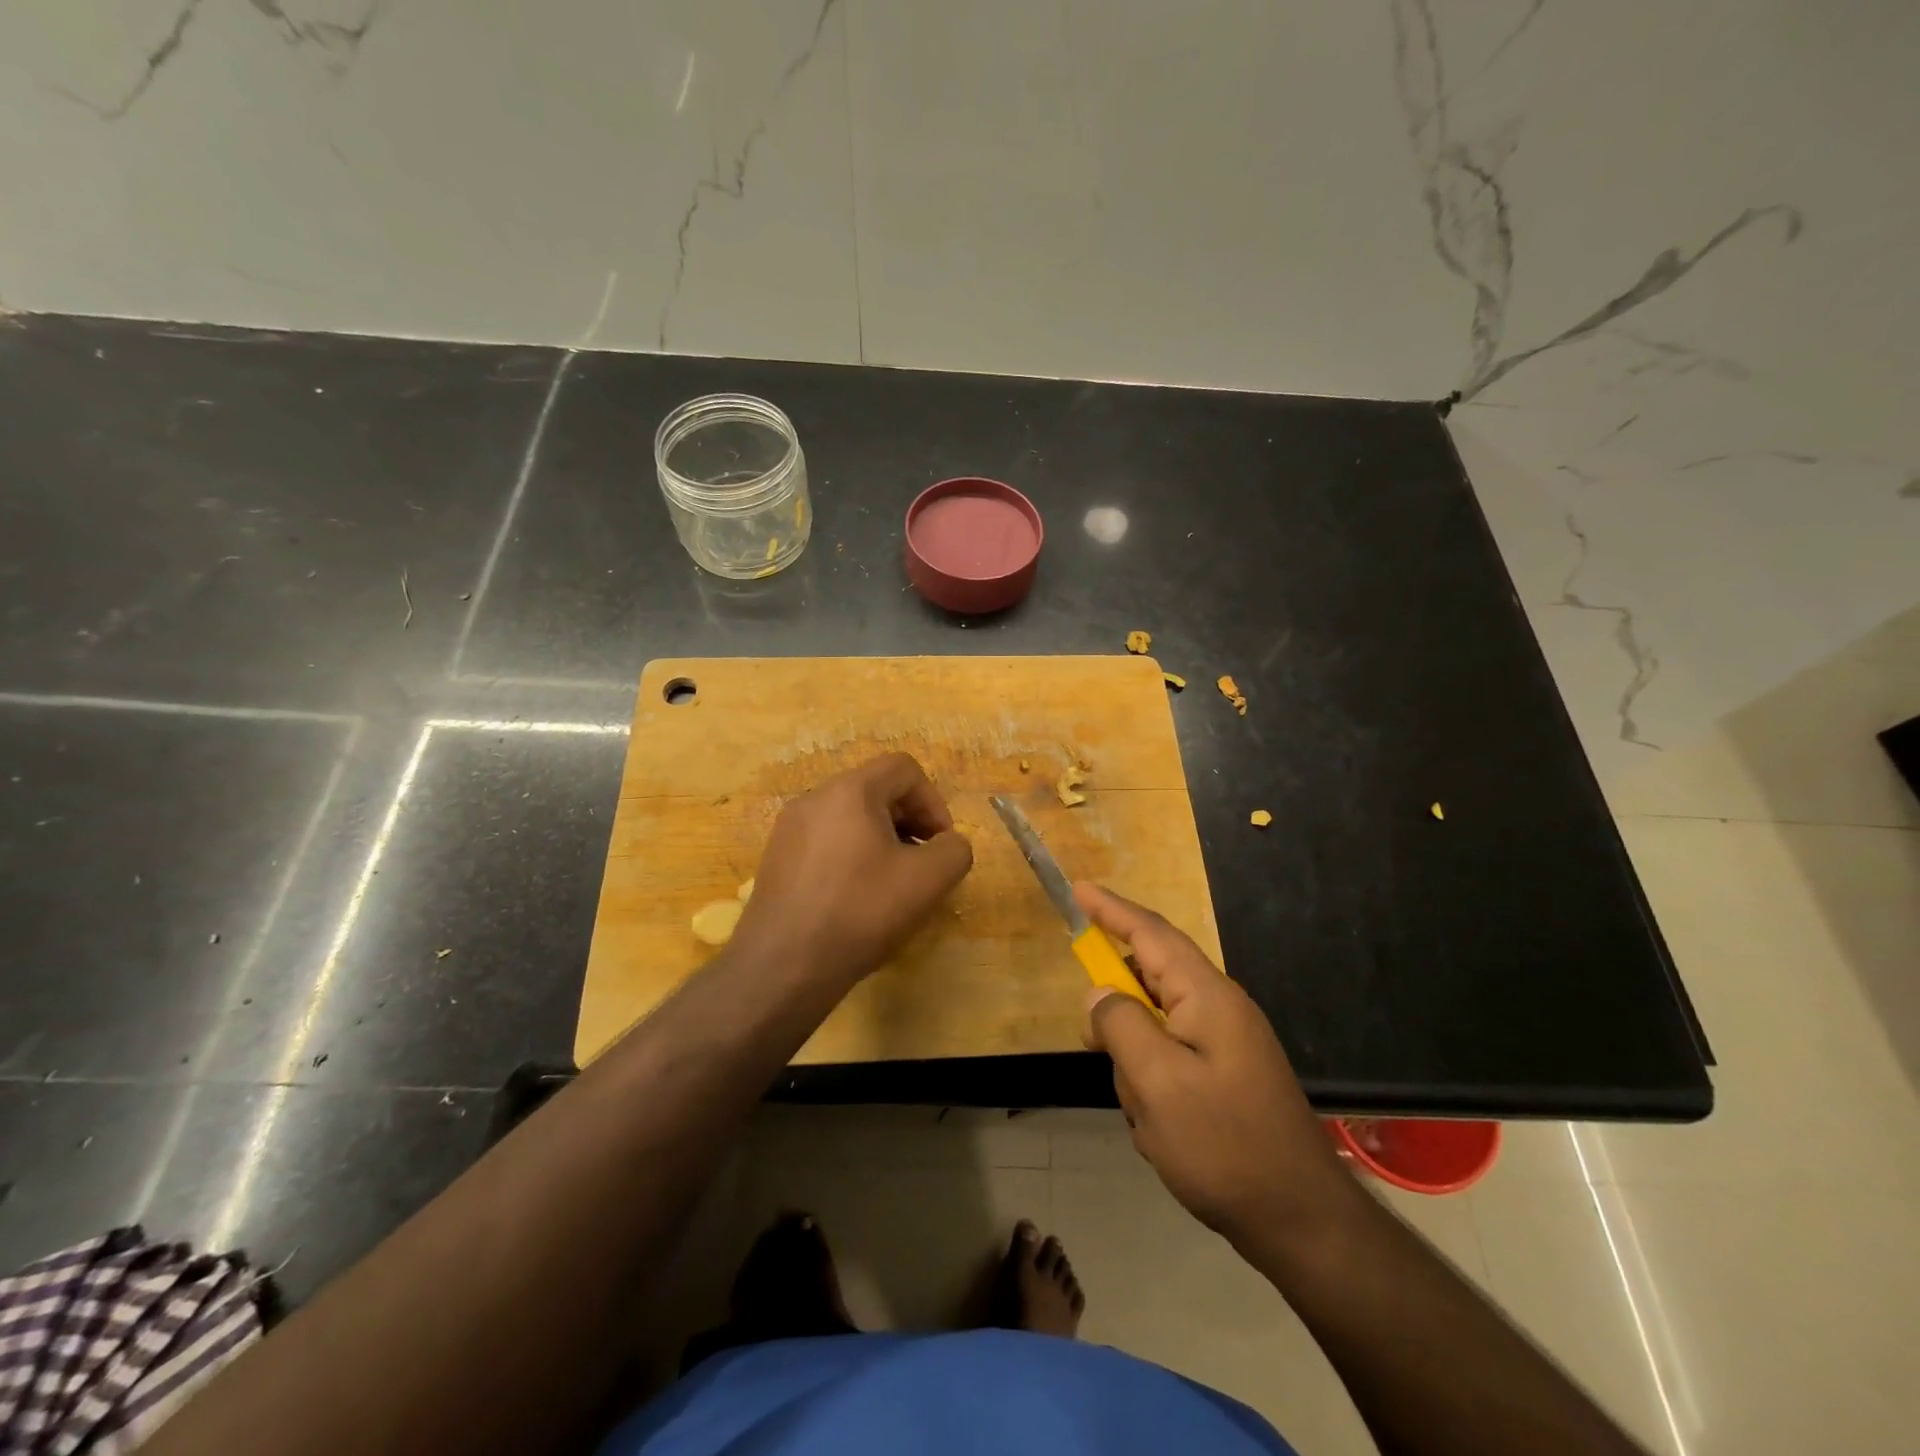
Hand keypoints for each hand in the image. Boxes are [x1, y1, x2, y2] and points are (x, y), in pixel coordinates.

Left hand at [734, 753, 973, 986]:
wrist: (782, 966)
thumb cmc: (860, 912)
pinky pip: (826, 840)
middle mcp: (814, 797)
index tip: (940, 845)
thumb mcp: (927, 881)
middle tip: (922, 864)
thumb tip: (948, 844)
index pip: (904, 768)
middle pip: (876, 790)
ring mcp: (789, 828)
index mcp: (850, 790)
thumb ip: (954, 850)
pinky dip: (852, 856)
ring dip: (882, 840)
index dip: (934, 802)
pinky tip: (856, 899)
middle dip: (910, 821)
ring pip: (850, 817)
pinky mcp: (776, 858)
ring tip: (891, 884)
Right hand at [1076, 883, 1356, 1250]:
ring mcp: (1224, 1044)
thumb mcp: (1157, 1082)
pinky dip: (1153, 1089)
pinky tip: (1163, 1133)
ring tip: (1150, 1117)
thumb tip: (1099, 992)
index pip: (1150, 933)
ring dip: (1137, 1067)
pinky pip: (1169, 1062)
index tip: (1078, 890)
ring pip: (1154, 1029)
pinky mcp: (1223, 1076)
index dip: (1111, 909)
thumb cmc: (1225, 1145)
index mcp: (1207, 996)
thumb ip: (1120, 1025)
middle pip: (1149, 982)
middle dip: (1119, 1018)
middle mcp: (1218, 1009)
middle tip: (1099, 1048)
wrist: (1300, 1222)